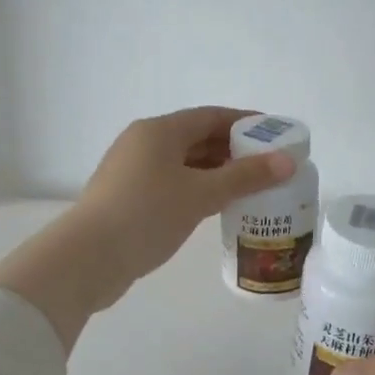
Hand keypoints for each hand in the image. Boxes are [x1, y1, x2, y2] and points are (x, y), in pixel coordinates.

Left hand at [0, 107, 293, 349]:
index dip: (245, 123)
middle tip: (268, 166)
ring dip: (215, 172)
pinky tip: (215, 207)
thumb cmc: (147, 215)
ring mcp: (131, 171)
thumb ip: (245, 177)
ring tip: (249, 188)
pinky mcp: (126, 197)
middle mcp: (143, 143)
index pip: (211, 116)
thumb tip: (288, 162)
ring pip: (183, 163)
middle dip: (233, 150)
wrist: (87, 258)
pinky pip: (171, 183)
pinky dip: (196, 189)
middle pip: (196, 138)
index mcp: (159, 131)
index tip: (275, 134)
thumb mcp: (201, 194)